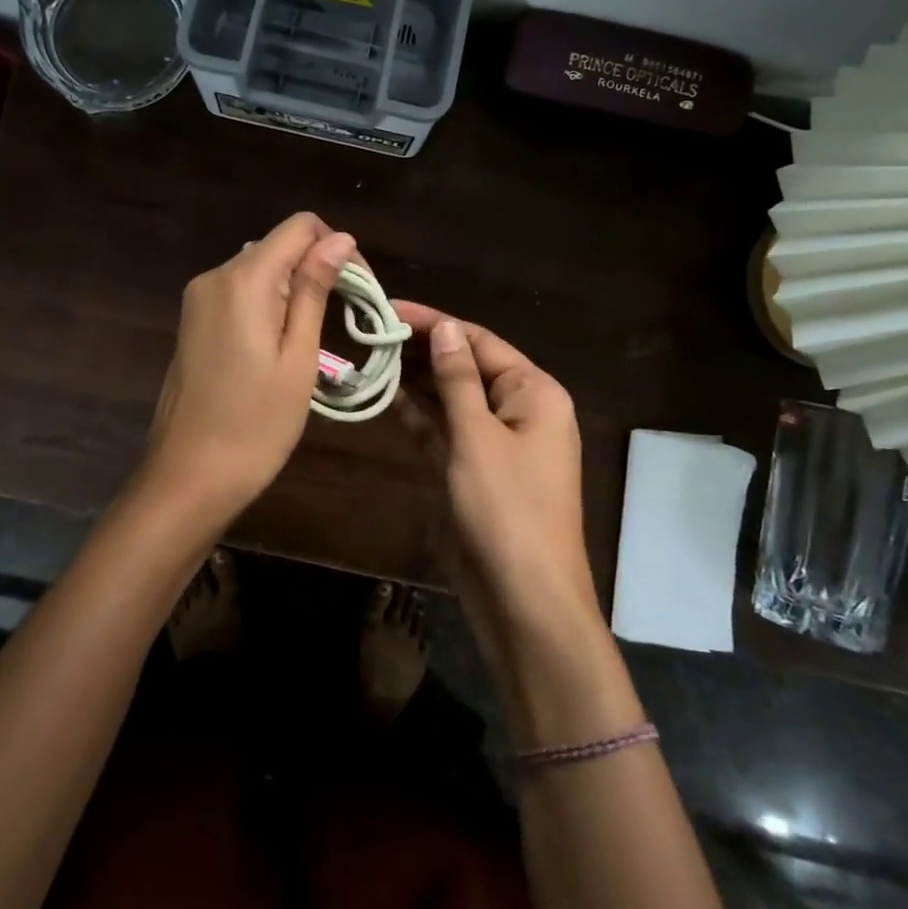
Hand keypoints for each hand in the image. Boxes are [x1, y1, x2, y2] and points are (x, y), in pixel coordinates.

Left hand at [140, 214, 356, 531]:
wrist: (187, 476)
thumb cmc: (255, 425)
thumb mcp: (298, 358)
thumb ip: (314, 291)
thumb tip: (340, 239)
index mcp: (244, 280)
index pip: (300, 227)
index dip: (337, 246)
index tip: (360, 289)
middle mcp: (215, 276)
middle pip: (278, 246)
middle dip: (318, 269)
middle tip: (347, 319)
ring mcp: (198, 299)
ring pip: (260, 269)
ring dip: (295, 289)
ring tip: (317, 338)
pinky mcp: (193, 321)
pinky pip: (240, 293)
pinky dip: (269, 304)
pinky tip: (282, 344)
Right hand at [391, 303, 597, 639]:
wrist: (525, 601)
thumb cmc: (507, 510)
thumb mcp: (478, 436)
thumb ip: (458, 379)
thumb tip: (446, 328)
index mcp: (535, 392)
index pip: (480, 341)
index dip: (436, 323)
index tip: (390, 308)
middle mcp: (521, 410)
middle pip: (468, 367)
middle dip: (424, 350)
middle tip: (372, 333)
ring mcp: (498, 443)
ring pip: (454, 399)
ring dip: (419, 381)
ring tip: (373, 357)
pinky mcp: (476, 471)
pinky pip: (448, 431)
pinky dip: (422, 416)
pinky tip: (389, 397)